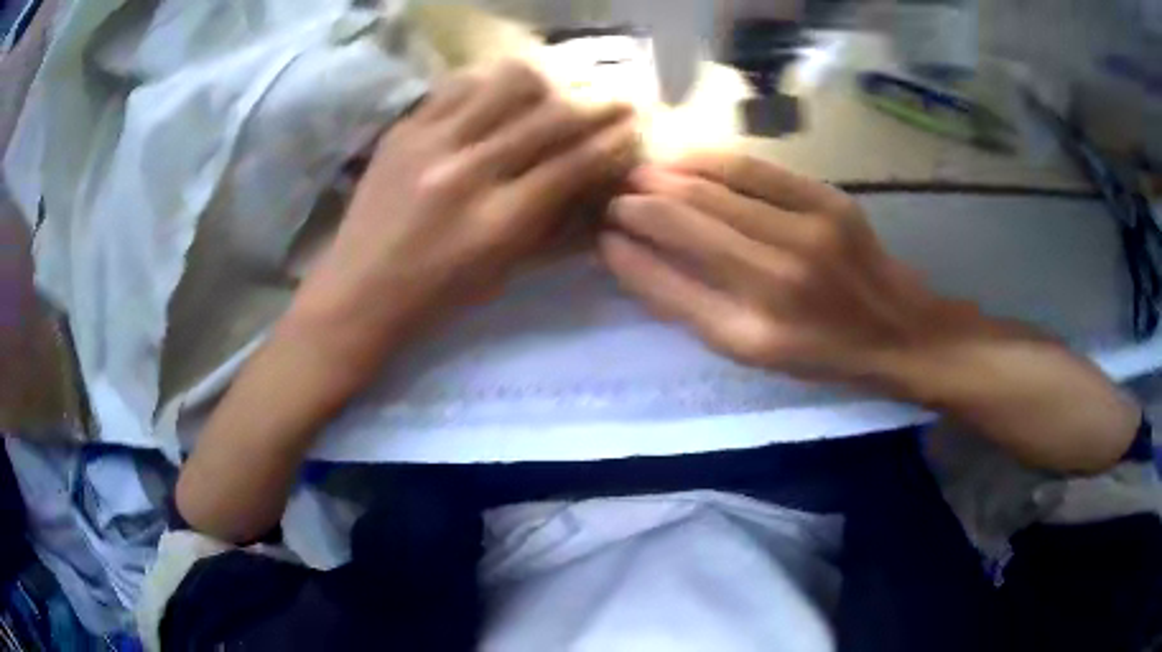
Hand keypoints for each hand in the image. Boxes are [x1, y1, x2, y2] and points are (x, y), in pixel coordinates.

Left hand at [288, 60, 637, 383]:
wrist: (358, 290)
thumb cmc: (437, 296)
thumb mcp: (503, 272)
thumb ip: (554, 227)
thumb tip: (600, 191)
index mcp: (497, 222)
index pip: (573, 163)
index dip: (611, 141)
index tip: (633, 128)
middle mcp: (467, 173)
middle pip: (548, 117)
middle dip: (596, 104)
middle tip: (618, 97)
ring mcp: (430, 143)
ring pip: (506, 85)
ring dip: (546, 82)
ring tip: (560, 87)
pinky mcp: (403, 129)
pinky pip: (458, 86)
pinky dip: (492, 82)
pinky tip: (503, 90)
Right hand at [601, 152, 1139, 471]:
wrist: (901, 330)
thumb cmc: (826, 353)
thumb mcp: (756, 353)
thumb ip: (694, 308)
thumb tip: (638, 259)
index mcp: (753, 333)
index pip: (668, 283)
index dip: (627, 254)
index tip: (601, 235)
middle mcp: (776, 280)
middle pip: (687, 225)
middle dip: (639, 205)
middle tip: (612, 197)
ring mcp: (807, 233)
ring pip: (715, 191)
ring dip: (667, 177)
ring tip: (639, 174)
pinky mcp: (829, 201)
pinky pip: (755, 170)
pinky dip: (712, 160)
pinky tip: (686, 157)